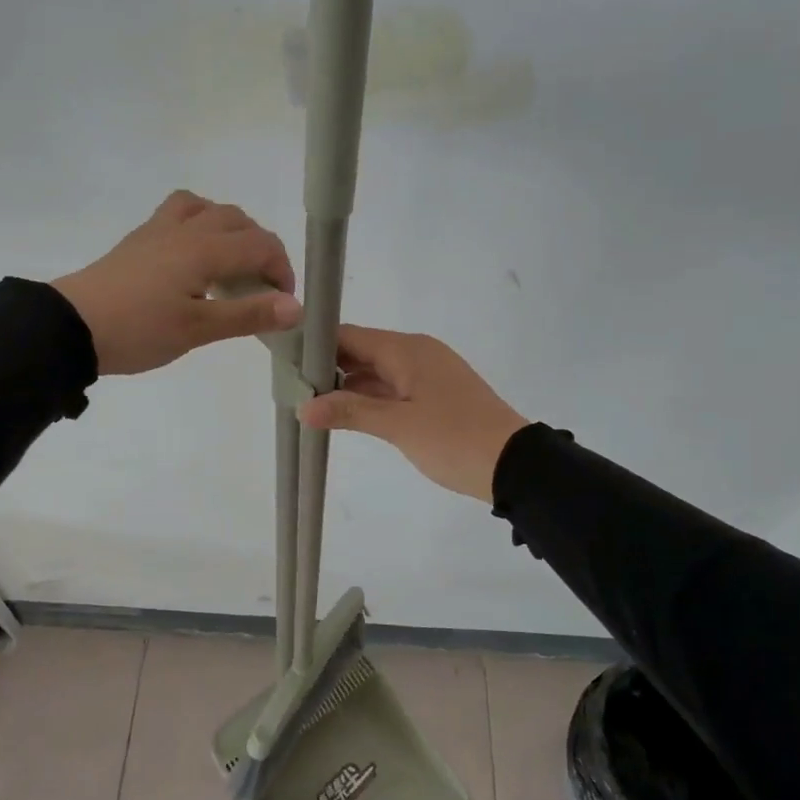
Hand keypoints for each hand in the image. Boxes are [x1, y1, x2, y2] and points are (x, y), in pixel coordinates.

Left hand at [52, 191, 300, 374]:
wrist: (71, 327)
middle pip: (239, 221)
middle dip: (261, 249)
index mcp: (205, 249)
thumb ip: (248, 315)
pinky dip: (200, 223)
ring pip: (208, 208)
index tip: (282, 304)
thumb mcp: (198, 329)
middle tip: (261, 288)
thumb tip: (296, 307)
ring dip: (231, 229)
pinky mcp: (140, 239)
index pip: (261, 245)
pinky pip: (179, 212)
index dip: (282, 270)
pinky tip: (194, 255)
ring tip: (231, 264)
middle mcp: (186, 229)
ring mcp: (159, 230)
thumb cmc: (139, 330)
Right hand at [296, 325, 528, 500]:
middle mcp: (416, 353)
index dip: (316, 344)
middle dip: (326, 368)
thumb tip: (304, 406)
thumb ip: (351, 411)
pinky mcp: (433, 395)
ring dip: (346, 386)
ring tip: (306, 402)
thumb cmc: (454, 439)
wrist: (514, 464)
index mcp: (407, 350)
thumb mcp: (399, 426)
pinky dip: (368, 398)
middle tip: (289, 387)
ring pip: (375, 372)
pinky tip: (343, 414)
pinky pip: (391, 388)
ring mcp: (426, 374)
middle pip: (360, 351)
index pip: (349, 335)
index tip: (284, 360)